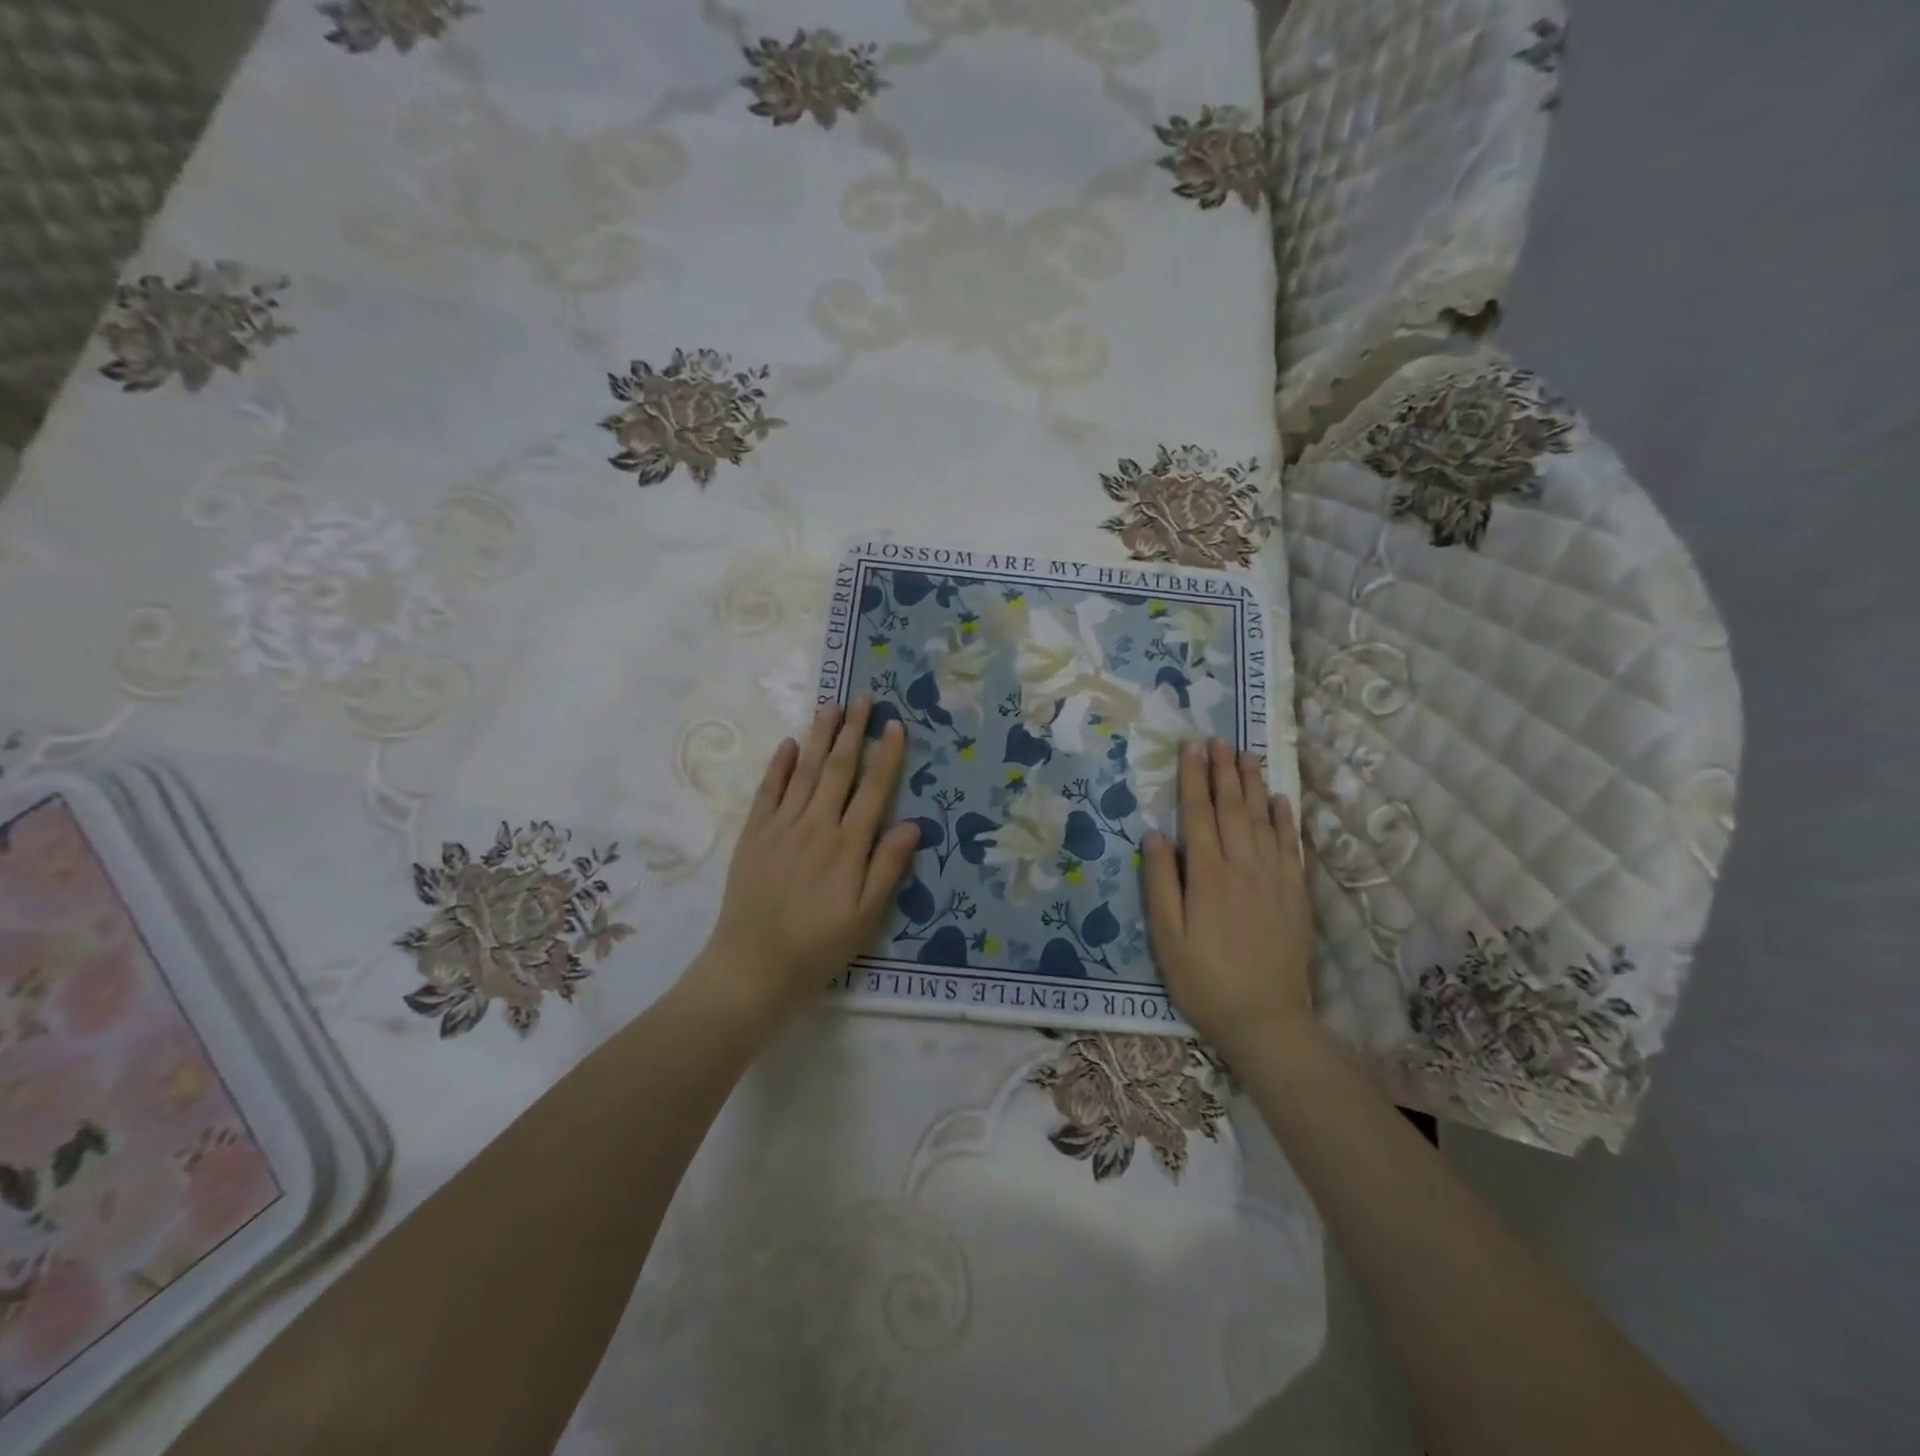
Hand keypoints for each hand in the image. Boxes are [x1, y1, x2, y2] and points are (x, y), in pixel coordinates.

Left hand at [691, 696, 919, 1024]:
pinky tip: (790, 744)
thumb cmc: (818, 946)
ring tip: (831, 705)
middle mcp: (816, 826)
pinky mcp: (754, 835)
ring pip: (806, 771)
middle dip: (854, 731)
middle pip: (839, 769)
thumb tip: (913, 825)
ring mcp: (781, 827)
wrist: (752, 966)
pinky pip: (768, 791)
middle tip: (863, 696)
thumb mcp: (865, 917)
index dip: (886, 755)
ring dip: (820, 736)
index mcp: (847, 846)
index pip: (873, 790)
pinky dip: (780, 765)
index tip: (895, 724)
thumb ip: (887, 868)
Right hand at [1141, 737, 1314, 1058]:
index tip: (1191, 747)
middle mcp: (1244, 867)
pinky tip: (1280, 799)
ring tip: (1247, 755)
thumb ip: (1160, 883)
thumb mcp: (1166, 938)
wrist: (1267, 1021)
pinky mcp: (1295, 895)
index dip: (1193, 778)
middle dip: (1223, 771)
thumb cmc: (1204, 981)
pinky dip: (1285, 819)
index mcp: (1208, 876)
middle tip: (1218, 739)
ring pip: (1263, 820)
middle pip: (1233, 809)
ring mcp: (1275, 879)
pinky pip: (1291, 846)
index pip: (1199, 814)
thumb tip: (1155, 834)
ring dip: (1254, 784)